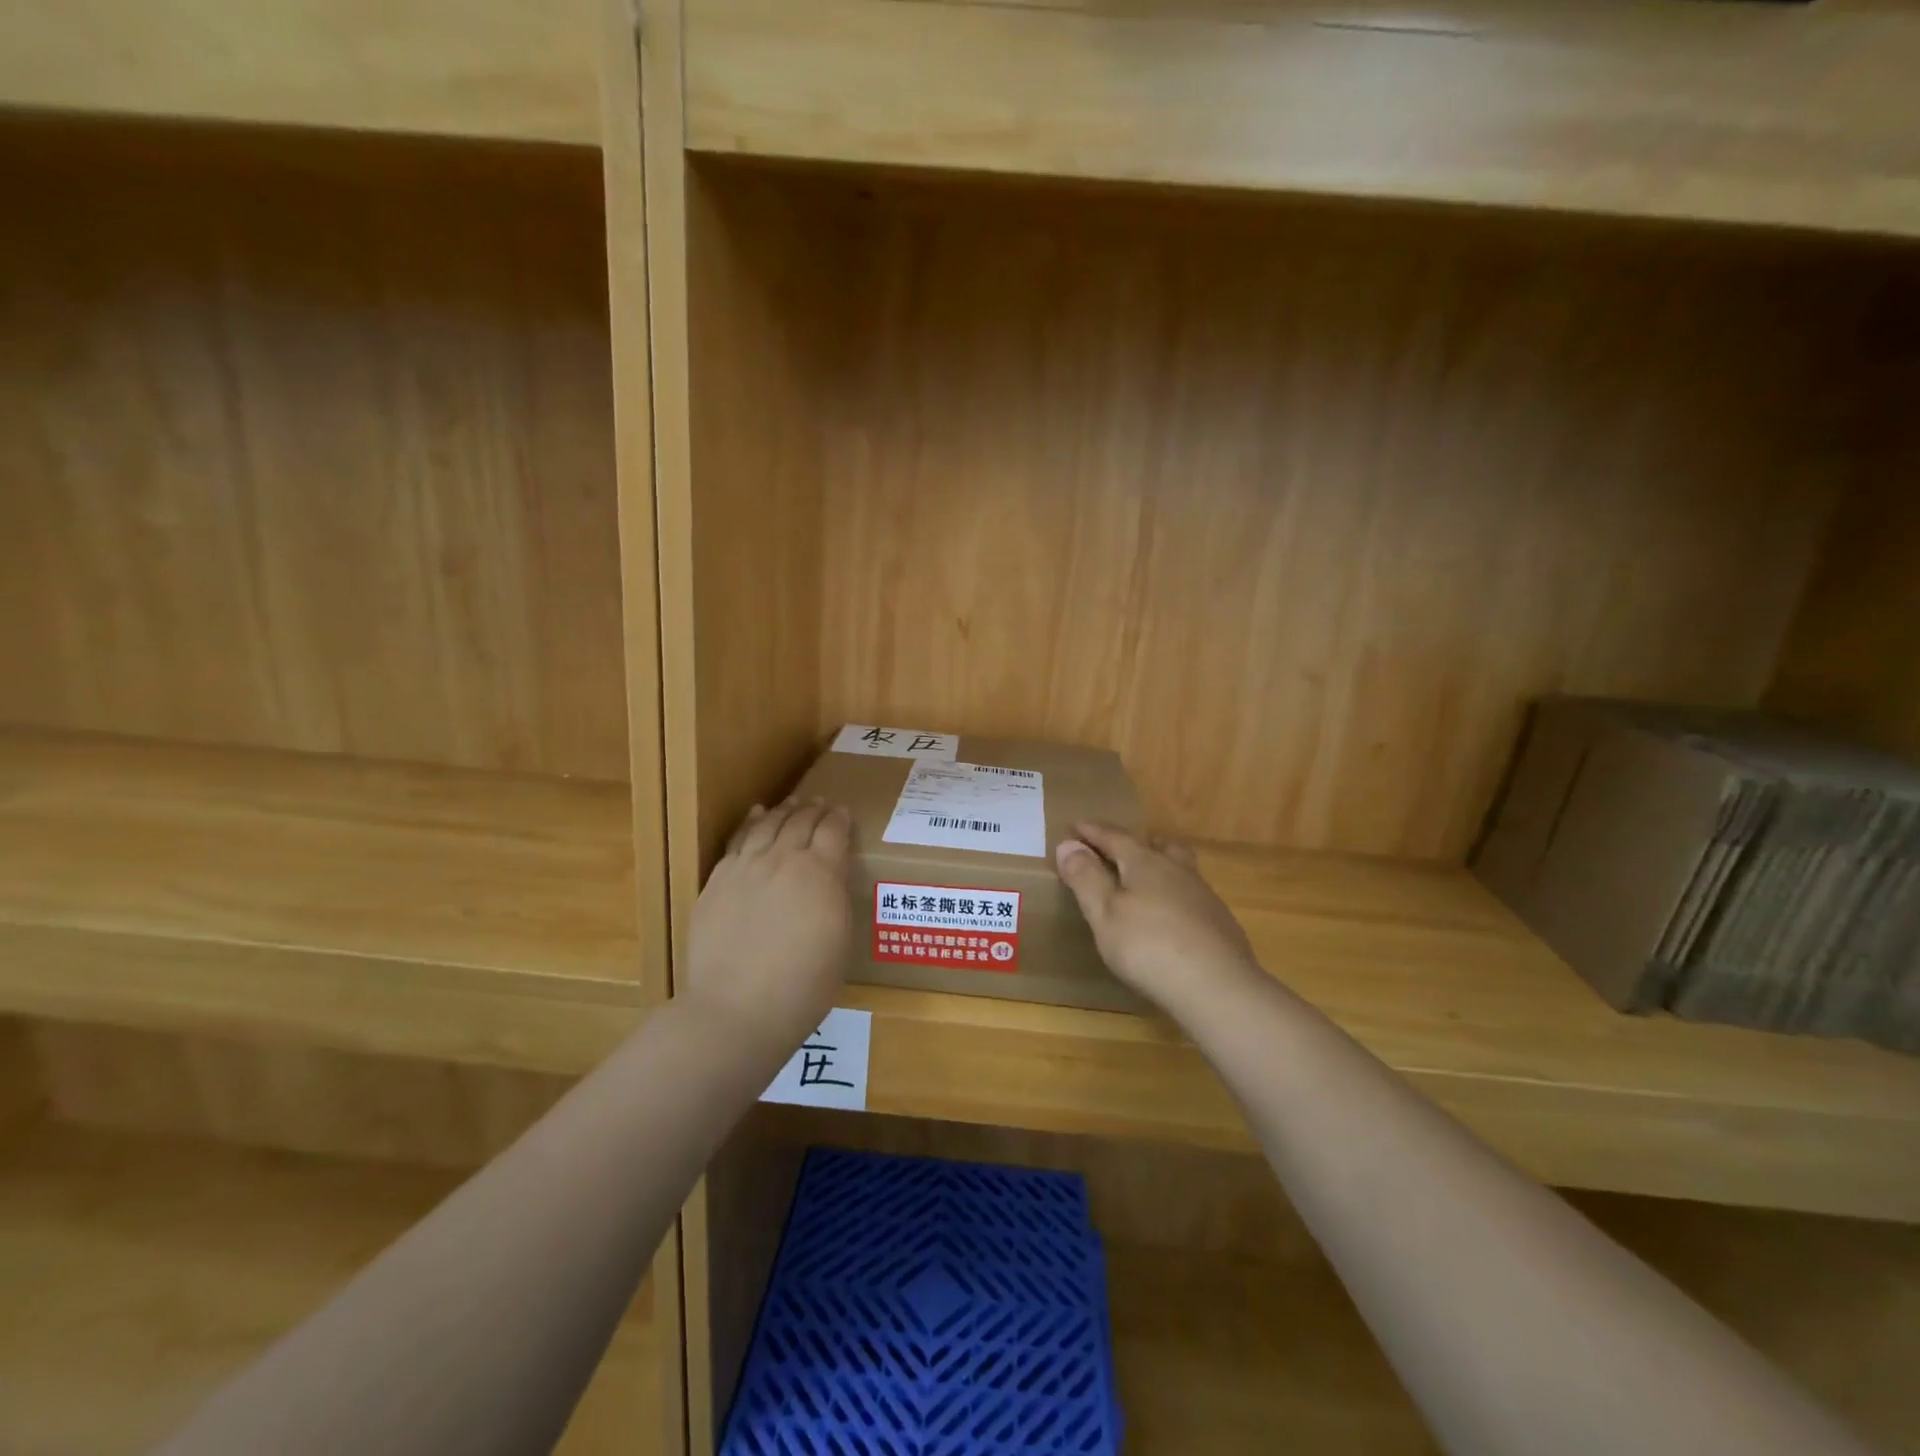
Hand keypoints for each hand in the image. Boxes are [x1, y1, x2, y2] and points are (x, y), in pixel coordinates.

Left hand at [683, 800, 853, 1052]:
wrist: (737, 1010)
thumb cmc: (803, 986)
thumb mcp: (840, 940)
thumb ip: (835, 898)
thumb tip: (830, 879)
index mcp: (821, 872)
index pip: (833, 830)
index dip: (840, 818)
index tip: (844, 812)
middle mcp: (783, 859)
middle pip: (801, 821)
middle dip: (814, 809)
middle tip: (821, 803)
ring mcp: (746, 868)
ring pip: (768, 824)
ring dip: (784, 810)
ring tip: (792, 803)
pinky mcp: (717, 881)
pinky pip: (737, 841)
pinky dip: (751, 823)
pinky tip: (756, 817)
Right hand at [1055, 823, 1260, 1013]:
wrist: (1218, 987)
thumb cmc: (1149, 947)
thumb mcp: (1104, 914)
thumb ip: (1086, 878)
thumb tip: (1068, 844)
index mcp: (1145, 863)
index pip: (1115, 838)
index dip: (1093, 832)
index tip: (1075, 826)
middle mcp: (1177, 871)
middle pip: (1157, 846)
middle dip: (1136, 843)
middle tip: (1119, 847)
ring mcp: (1203, 896)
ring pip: (1179, 869)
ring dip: (1160, 867)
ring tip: (1145, 882)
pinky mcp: (1220, 923)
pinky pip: (1192, 897)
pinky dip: (1176, 897)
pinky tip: (1171, 920)